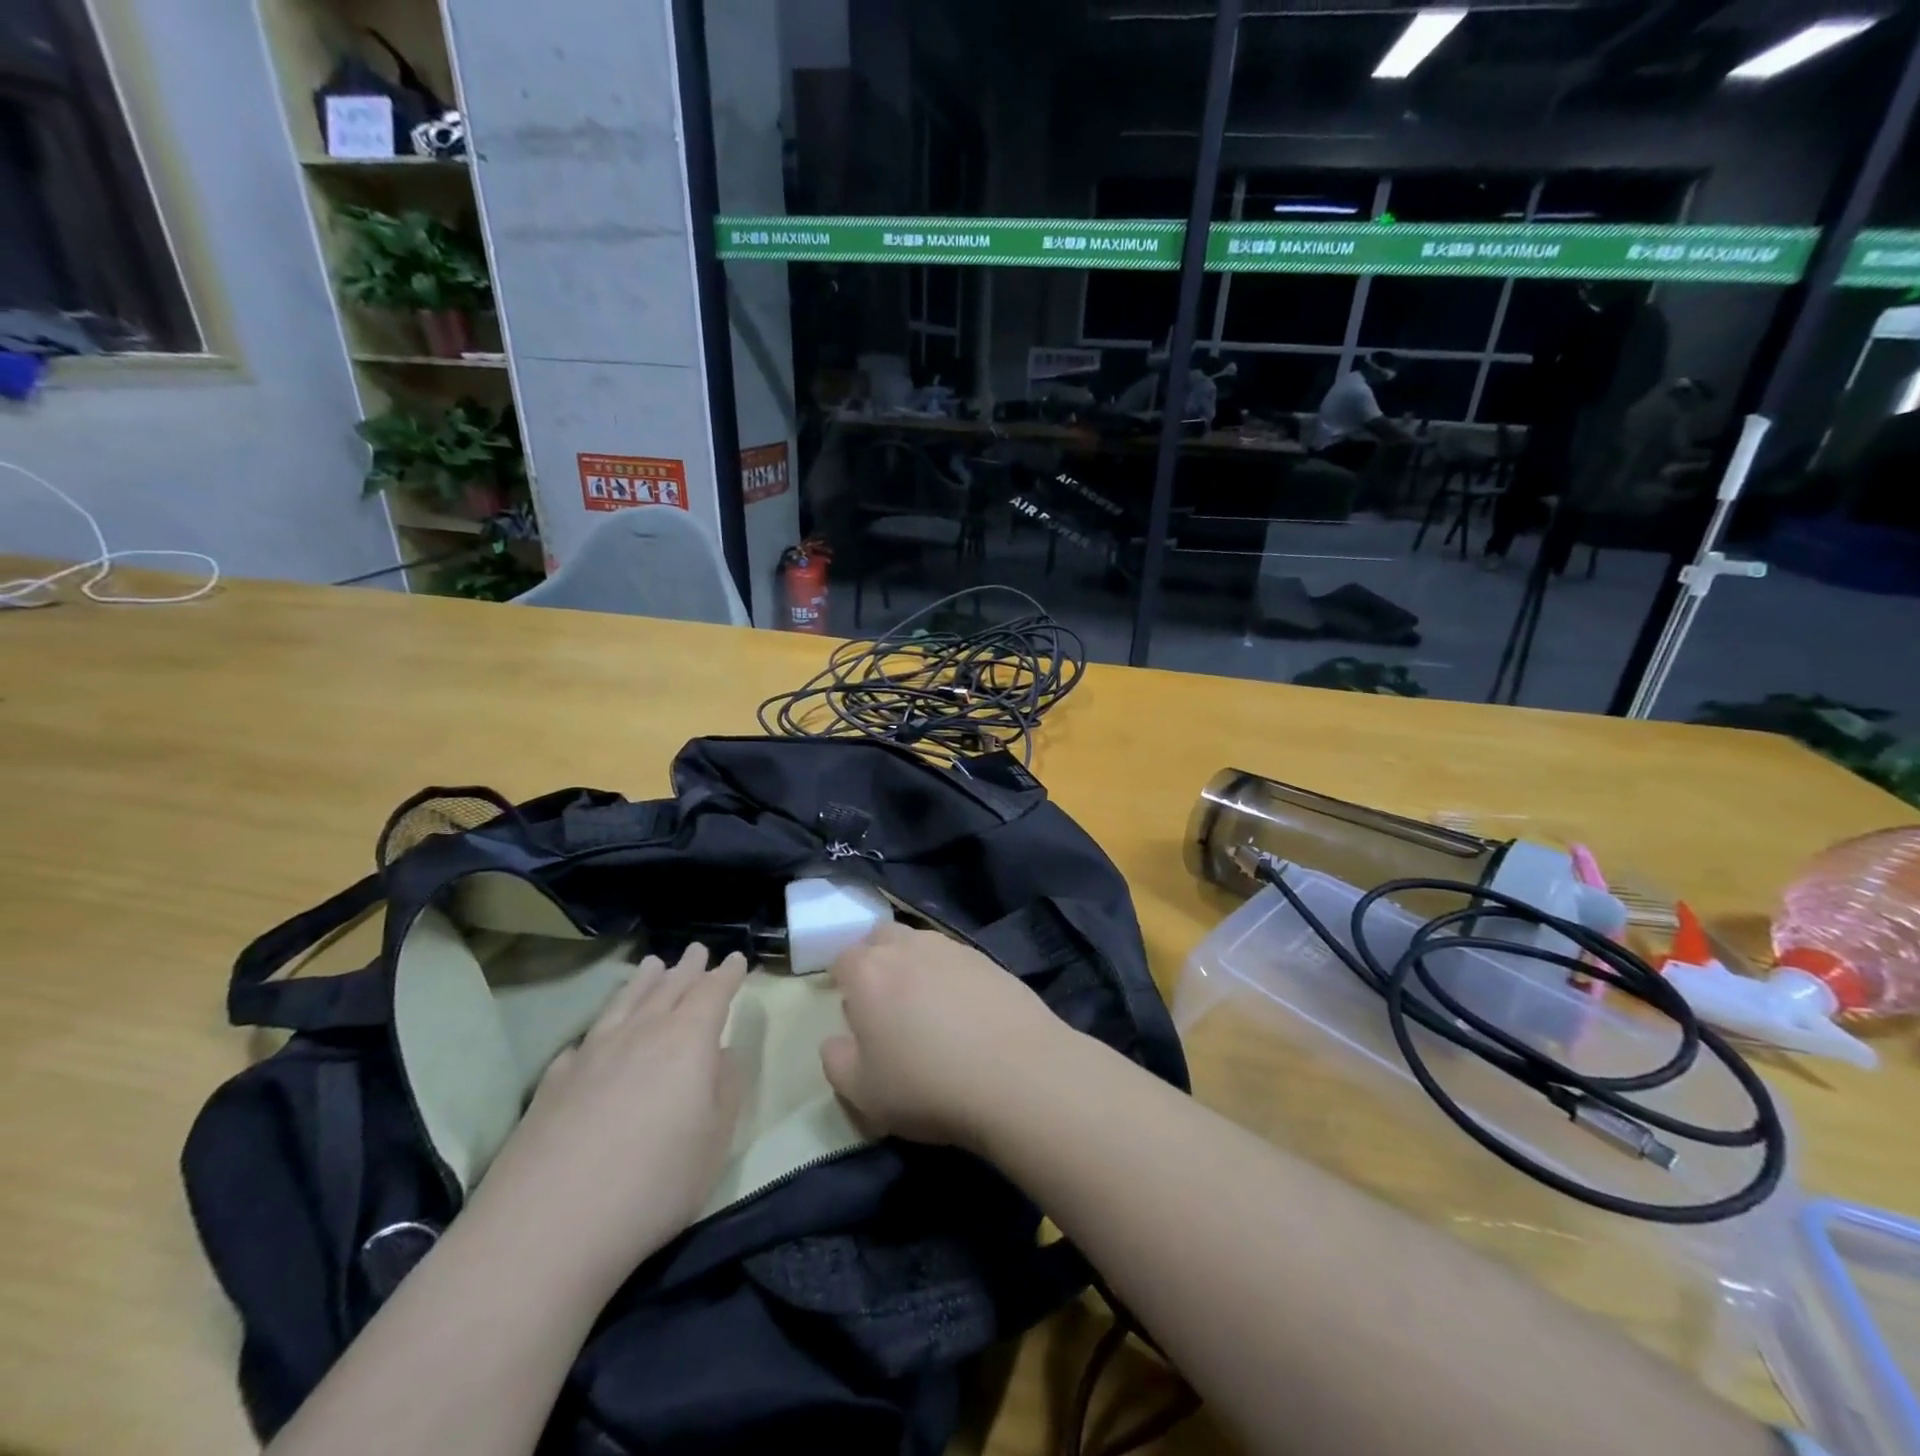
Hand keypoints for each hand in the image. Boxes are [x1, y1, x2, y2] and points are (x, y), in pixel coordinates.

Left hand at [468, 945, 748, 1296]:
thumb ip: (727, 1088)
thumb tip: (725, 1053)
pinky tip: (597, 1034)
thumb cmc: (653, 1183)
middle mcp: (640, 1033)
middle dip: (688, 968)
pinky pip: (586, 1038)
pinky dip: (602, 1025)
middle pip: (669, 987)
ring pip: (625, 1003)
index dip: (727, 974)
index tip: (736, 959)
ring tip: (652, 965)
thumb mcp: (716, 1141)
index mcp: (687, 1040)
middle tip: (697, 950)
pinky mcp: (553, 1081)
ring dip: (643, 981)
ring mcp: (592, 1053)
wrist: (546, 1228)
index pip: (713, 992)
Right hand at [821, 922, 1069, 1150]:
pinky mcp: (989, 959)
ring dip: (915, 965)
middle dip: (877, 960)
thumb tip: (837, 1039)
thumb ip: (837, 1061)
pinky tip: (965, 1011)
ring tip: (928, 1007)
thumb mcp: (863, 1093)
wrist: (1016, 1073)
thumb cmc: (927, 1085)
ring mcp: (952, 949)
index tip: (854, 1013)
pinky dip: (951, 976)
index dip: (844, 983)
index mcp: (869, 972)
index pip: (844, 959)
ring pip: (921, 944)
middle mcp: (908, 947)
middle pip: (882, 937)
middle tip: (887, 1003)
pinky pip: (957, 959)